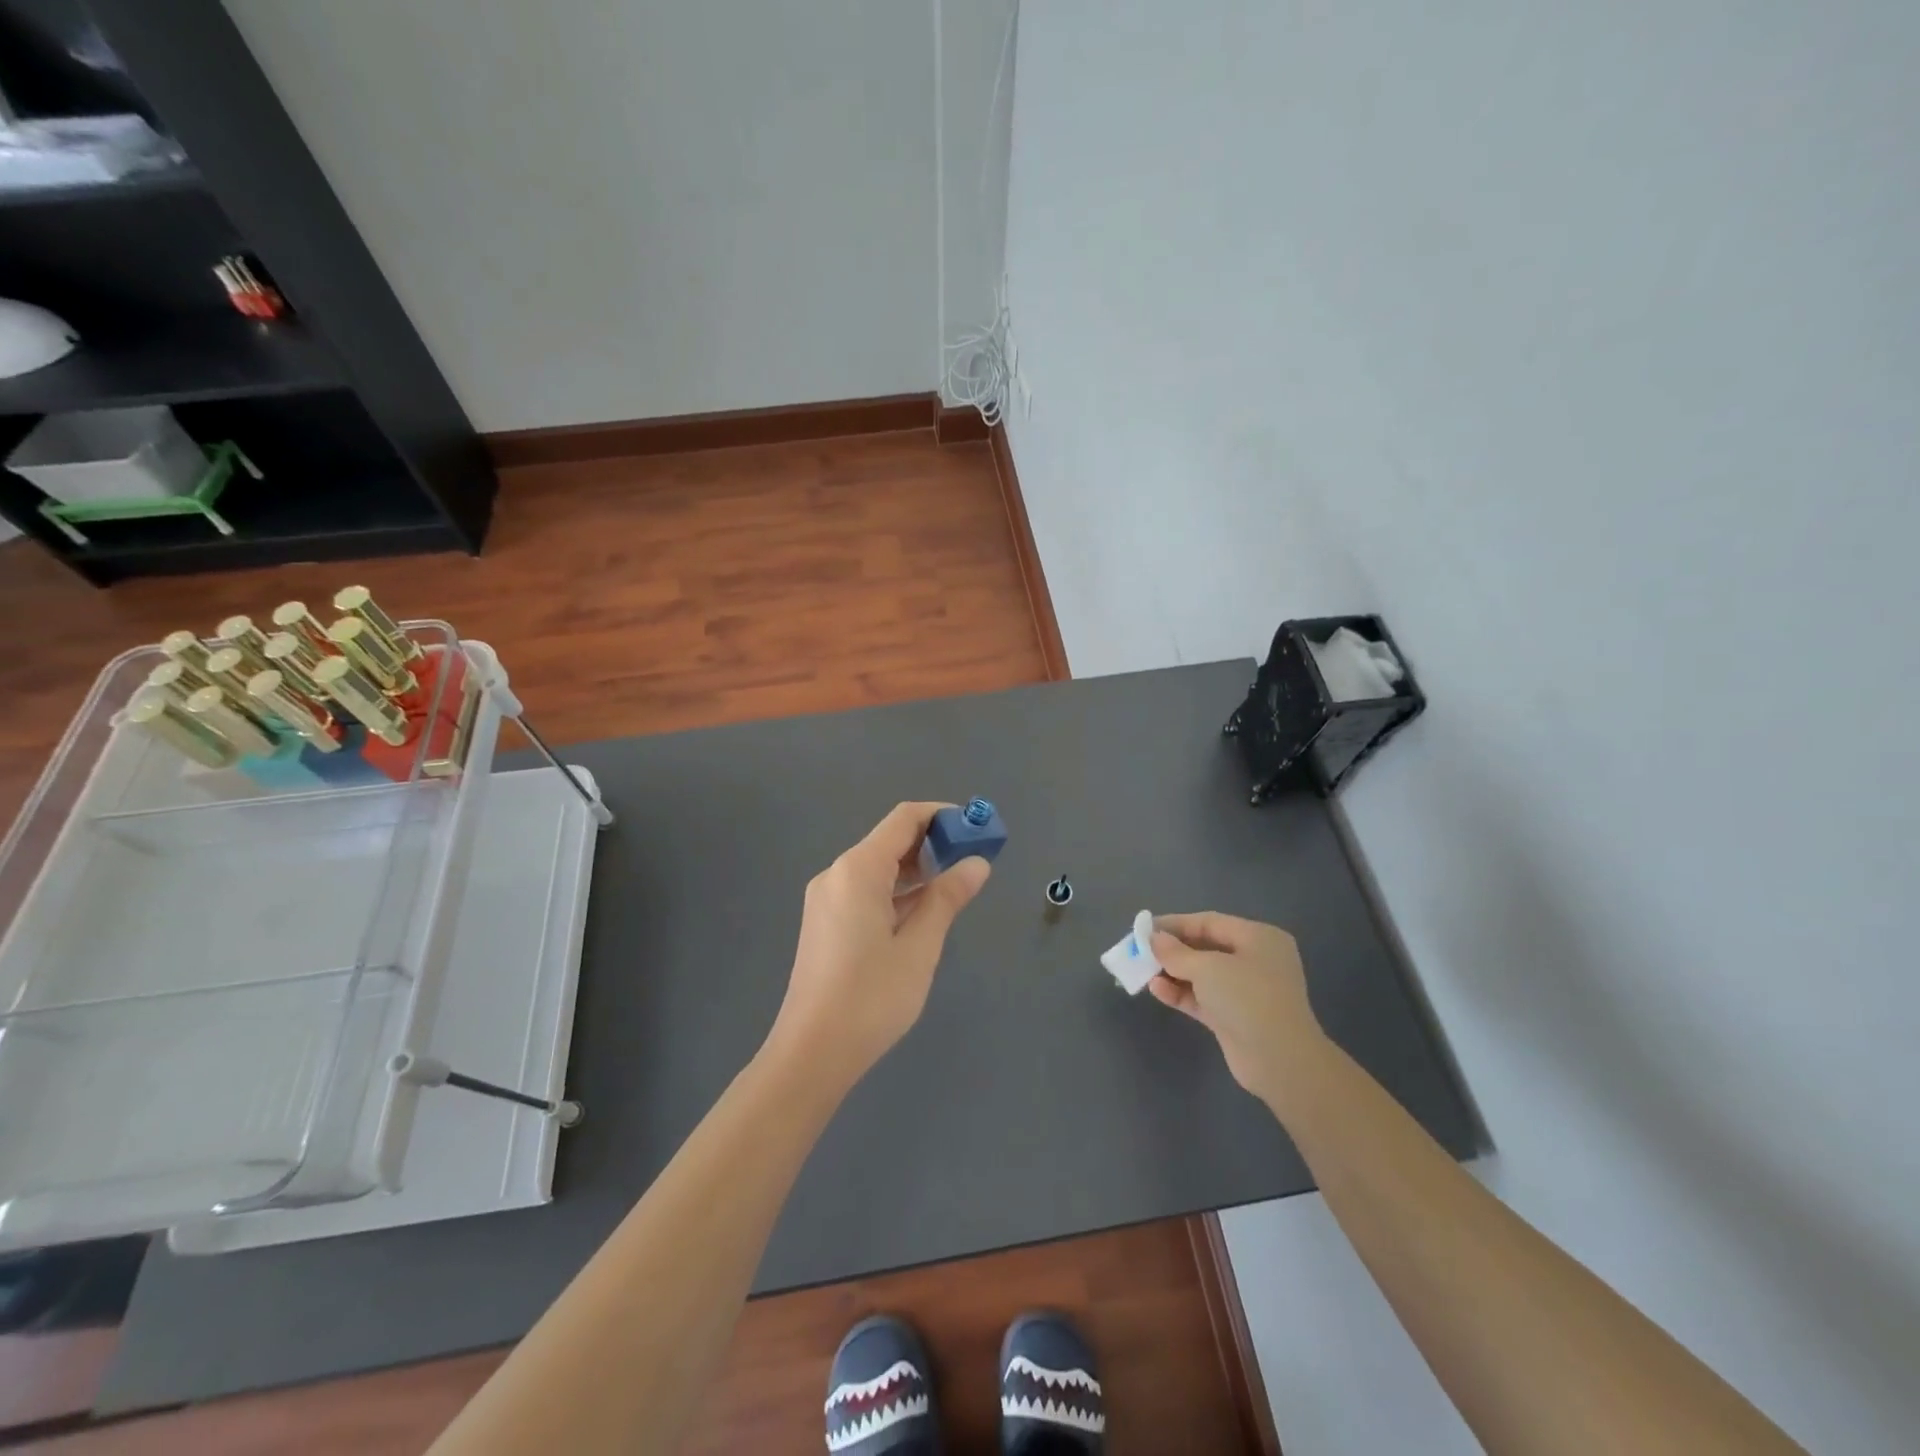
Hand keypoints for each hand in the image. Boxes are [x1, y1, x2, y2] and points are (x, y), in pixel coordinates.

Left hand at [768, 802, 991, 1087]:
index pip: (904, 819)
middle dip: (933, 843)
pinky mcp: (825, 922)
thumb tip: (977, 863)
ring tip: (957, 885)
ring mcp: (827, 899)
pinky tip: (923, 911)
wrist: (811, 1053)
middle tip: (974, 859)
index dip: (942, 816)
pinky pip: (866, 891)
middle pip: (890, 841)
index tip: (977, 827)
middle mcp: (837, 874)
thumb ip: (947, 898)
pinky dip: (897, 891)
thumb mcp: (919, 946)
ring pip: (878, 868)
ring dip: (917, 870)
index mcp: (858, 870)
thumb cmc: (871, 997)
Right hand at [1150, 912, 1328, 1113]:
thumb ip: (1176, 952)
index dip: (1176, 924)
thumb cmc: (1247, 998)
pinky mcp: (1235, 1018)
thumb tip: (1154, 939)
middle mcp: (1255, 960)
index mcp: (1258, 938)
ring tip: (1143, 971)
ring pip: (1202, 975)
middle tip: (1141, 950)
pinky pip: (1203, 997)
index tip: (1145, 928)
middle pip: (1206, 948)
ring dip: (1173, 973)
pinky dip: (1181, 993)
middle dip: (1172, 950)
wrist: (1280, 1061)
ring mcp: (1246, 991)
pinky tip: (1157, 990)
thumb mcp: (1207, 967)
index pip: (1210, 922)